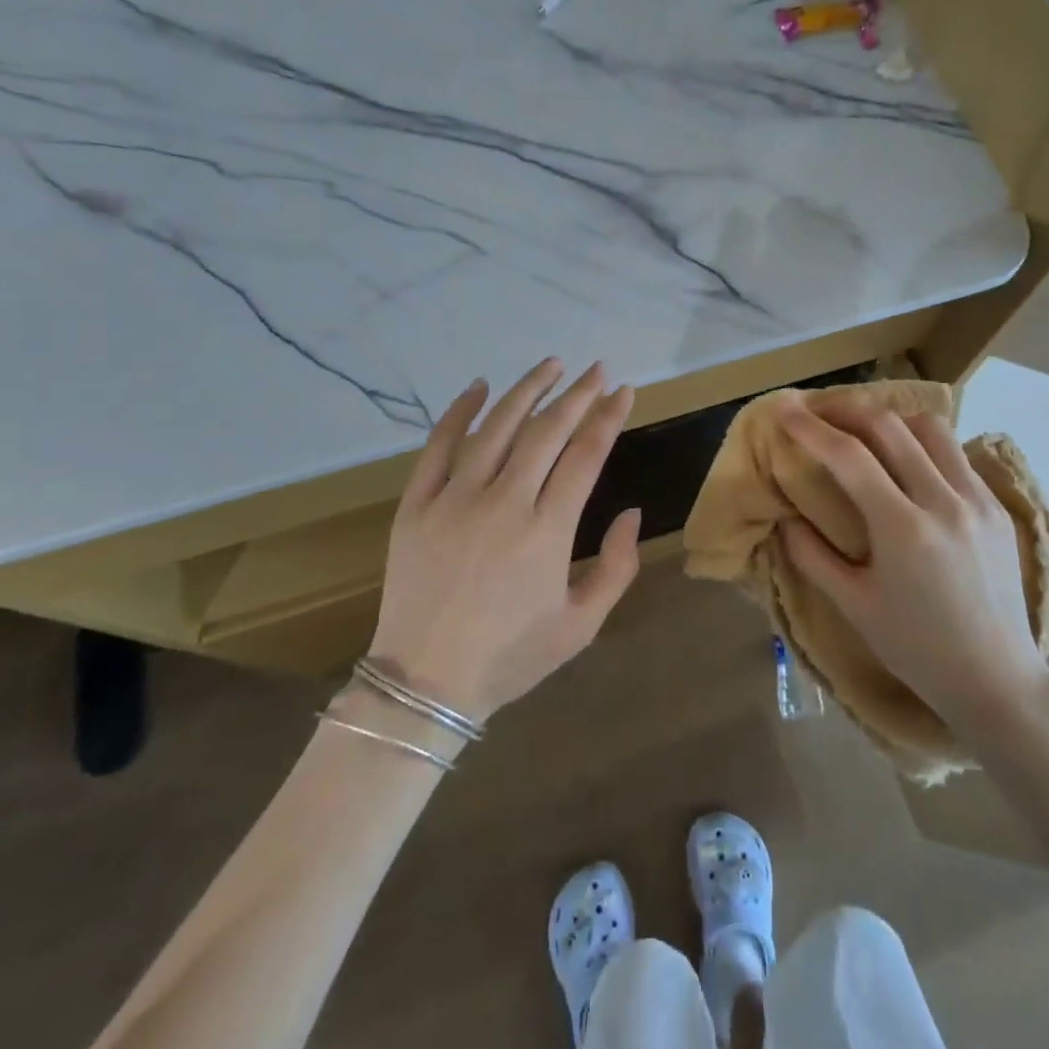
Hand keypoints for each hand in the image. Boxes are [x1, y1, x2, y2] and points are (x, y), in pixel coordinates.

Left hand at [368, 359, 641, 721]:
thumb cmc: (511, 656)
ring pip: (497, 428)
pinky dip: (459, 412)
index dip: (608, 418)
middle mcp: (503, 503)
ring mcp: (454, 499)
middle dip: (578, 395)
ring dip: (528, 390)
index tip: (623, 391)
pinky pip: (438, 446)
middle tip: (597, 370)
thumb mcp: (581, 625)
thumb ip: (617, 567)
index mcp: (547, 531)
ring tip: (552, 365)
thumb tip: (631, 512)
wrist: (424, 684)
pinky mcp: (416, 505)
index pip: (585, 455)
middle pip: (547, 431)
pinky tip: (479, 387)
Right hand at [776, 401, 1048, 733]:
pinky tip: (907, 460)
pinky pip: (956, 454)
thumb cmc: (917, 649)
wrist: (997, 679)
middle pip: (889, 426)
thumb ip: (812, 556)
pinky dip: (923, 443)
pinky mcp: (998, 508)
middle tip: (816, 408)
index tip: (783, 408)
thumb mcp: (854, 607)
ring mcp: (978, 500)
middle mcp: (944, 501)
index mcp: (904, 529)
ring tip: (862, 428)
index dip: (810, 428)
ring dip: (889, 418)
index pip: (849, 456)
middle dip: (846, 408)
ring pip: (930, 428)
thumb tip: (784, 519)